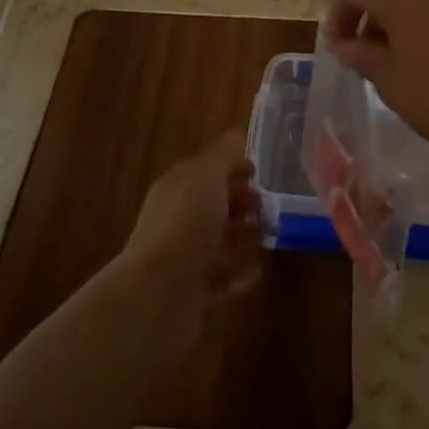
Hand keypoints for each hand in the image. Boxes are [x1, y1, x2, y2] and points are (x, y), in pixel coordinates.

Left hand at [120, 131, 262, 344]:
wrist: (158, 292)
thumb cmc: (186, 223)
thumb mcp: (207, 176)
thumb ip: (224, 154)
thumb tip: (236, 135)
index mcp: (176, 186)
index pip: (205, 169)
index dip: (231, 167)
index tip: (258, 173)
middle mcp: (175, 218)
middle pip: (210, 204)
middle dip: (239, 201)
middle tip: (268, 206)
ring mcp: (181, 255)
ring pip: (216, 239)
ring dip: (242, 236)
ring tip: (270, 235)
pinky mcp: (190, 290)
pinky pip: (219, 275)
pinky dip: (239, 270)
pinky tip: (259, 269)